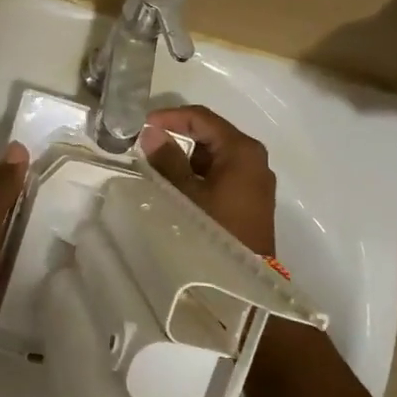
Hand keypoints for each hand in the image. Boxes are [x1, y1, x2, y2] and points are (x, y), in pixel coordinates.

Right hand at [138, 106, 277, 255]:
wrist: (245, 280)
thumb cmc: (214, 230)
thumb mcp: (185, 193)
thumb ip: (167, 160)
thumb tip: (152, 133)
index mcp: (241, 150)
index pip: (202, 118)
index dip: (170, 117)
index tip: (142, 125)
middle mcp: (253, 158)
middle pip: (210, 135)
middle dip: (177, 138)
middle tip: (146, 147)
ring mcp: (254, 179)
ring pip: (214, 157)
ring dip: (187, 159)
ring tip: (157, 171)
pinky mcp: (250, 198)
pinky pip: (221, 174)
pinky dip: (199, 175)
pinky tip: (178, 189)